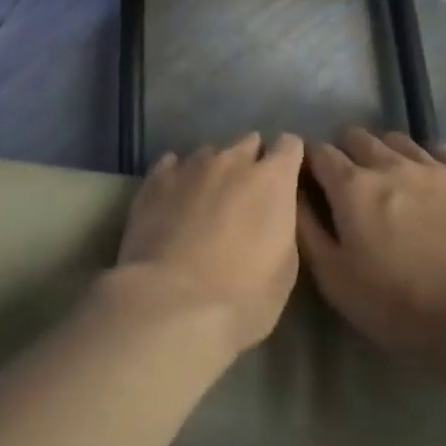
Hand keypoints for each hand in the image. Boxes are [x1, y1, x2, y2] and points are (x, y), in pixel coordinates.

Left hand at [112, 132, 305, 354]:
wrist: (171, 303)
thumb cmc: (243, 296)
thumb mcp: (285, 267)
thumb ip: (281, 224)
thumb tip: (271, 211)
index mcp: (272, 179)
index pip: (290, 144)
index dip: (289, 159)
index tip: (286, 179)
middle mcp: (232, 160)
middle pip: (248, 142)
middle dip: (251, 161)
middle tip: (246, 194)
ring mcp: (190, 166)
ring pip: (210, 152)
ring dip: (215, 170)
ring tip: (207, 200)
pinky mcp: (155, 180)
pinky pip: (172, 164)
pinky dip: (179, 176)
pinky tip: (175, 198)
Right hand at [298, 130, 445, 361]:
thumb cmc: (403, 306)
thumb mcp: (337, 281)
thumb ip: (308, 231)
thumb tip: (293, 194)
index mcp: (352, 187)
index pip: (319, 152)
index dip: (310, 162)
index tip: (310, 179)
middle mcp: (390, 164)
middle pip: (357, 137)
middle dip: (346, 152)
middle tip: (350, 183)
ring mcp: (434, 167)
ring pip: (398, 139)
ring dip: (385, 153)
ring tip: (390, 179)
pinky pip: (440, 150)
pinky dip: (426, 158)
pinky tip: (430, 181)